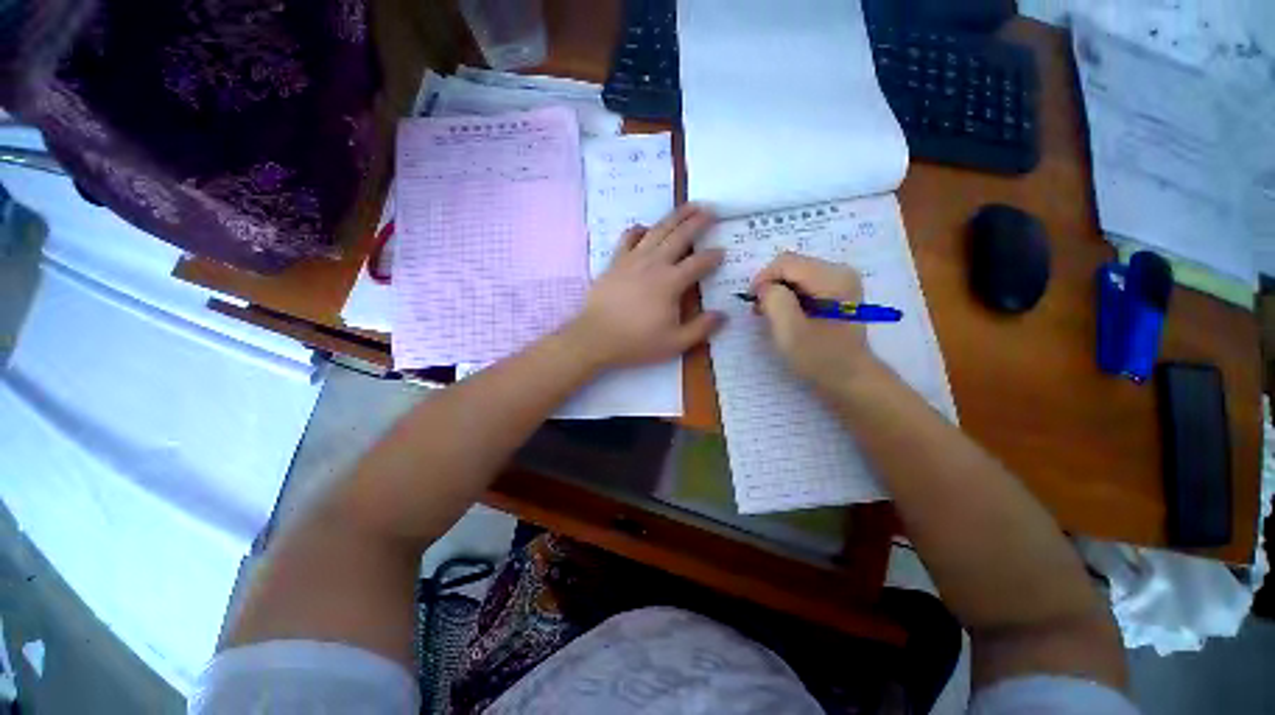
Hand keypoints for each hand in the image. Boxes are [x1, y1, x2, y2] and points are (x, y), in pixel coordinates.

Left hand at [564, 204, 725, 370]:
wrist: (596, 337)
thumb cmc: (636, 342)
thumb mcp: (675, 343)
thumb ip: (701, 328)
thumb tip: (723, 315)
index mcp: (671, 282)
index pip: (698, 263)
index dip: (713, 256)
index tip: (722, 251)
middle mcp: (654, 264)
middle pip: (680, 236)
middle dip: (698, 222)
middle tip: (711, 210)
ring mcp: (633, 259)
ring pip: (657, 230)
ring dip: (675, 216)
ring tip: (688, 205)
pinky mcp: (615, 261)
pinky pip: (628, 238)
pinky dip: (638, 229)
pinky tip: (644, 227)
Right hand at [753, 252, 882, 391]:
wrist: (849, 378)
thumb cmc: (819, 358)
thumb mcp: (790, 331)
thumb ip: (774, 301)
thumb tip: (765, 287)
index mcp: (832, 278)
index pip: (785, 262)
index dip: (763, 279)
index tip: (753, 304)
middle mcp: (839, 271)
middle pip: (791, 266)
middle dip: (770, 285)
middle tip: (760, 311)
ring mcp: (839, 280)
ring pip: (794, 274)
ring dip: (777, 292)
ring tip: (770, 315)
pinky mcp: (835, 291)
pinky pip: (802, 283)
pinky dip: (788, 296)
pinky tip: (784, 315)